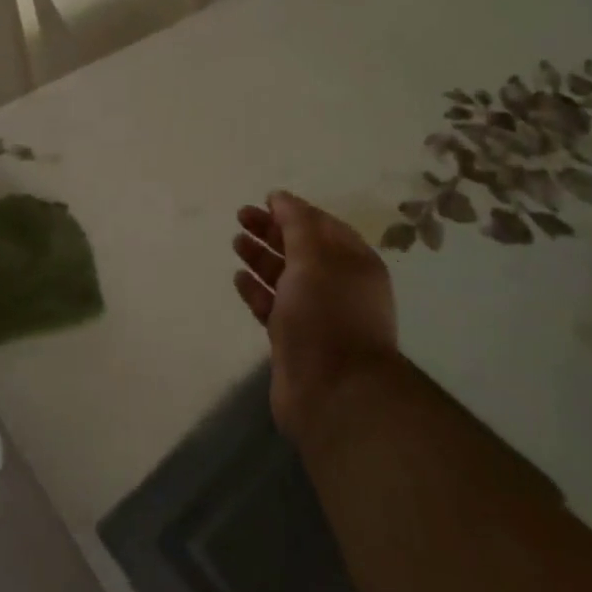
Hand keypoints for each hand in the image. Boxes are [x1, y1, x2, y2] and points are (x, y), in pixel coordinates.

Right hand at [232, 192, 400, 437]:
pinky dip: (256, 290)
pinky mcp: (294, 340)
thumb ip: (297, 223)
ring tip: (236, 241)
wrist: (333, 393)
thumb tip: (281, 197)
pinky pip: (273, 306)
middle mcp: (338, 286)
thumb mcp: (315, 257)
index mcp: (354, 263)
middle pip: (301, 249)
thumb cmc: (327, 314)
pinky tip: (238, 278)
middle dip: (272, 231)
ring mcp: (316, 315)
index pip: (322, 226)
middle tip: (241, 216)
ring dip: (261, 258)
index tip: (264, 200)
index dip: (294, 211)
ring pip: (285, 277)